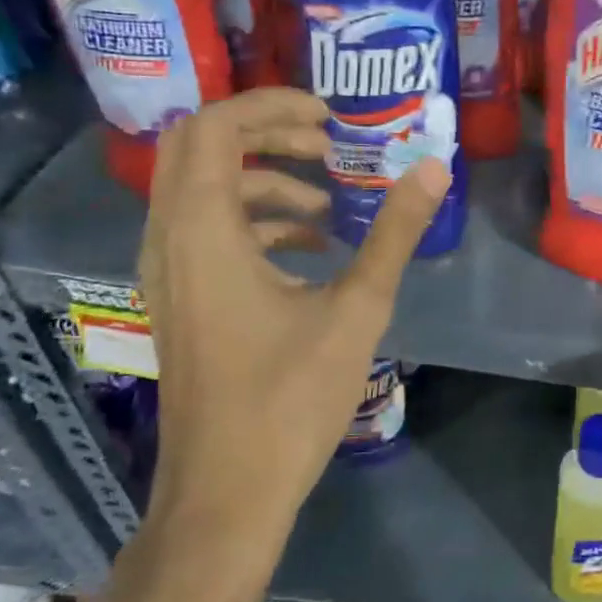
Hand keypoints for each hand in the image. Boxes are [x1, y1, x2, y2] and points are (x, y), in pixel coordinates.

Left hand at [136, 89, 449, 557]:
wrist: (226, 495)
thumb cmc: (289, 400)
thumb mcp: (356, 310)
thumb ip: (395, 233)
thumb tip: (434, 169)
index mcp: (202, 232)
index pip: (216, 126)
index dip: (272, 106)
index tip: (331, 118)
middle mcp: (170, 240)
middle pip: (199, 147)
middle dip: (266, 134)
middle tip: (328, 147)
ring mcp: (168, 273)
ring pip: (203, 190)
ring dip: (265, 181)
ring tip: (331, 207)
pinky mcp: (180, 300)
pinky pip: (208, 231)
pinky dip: (256, 222)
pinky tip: (311, 253)